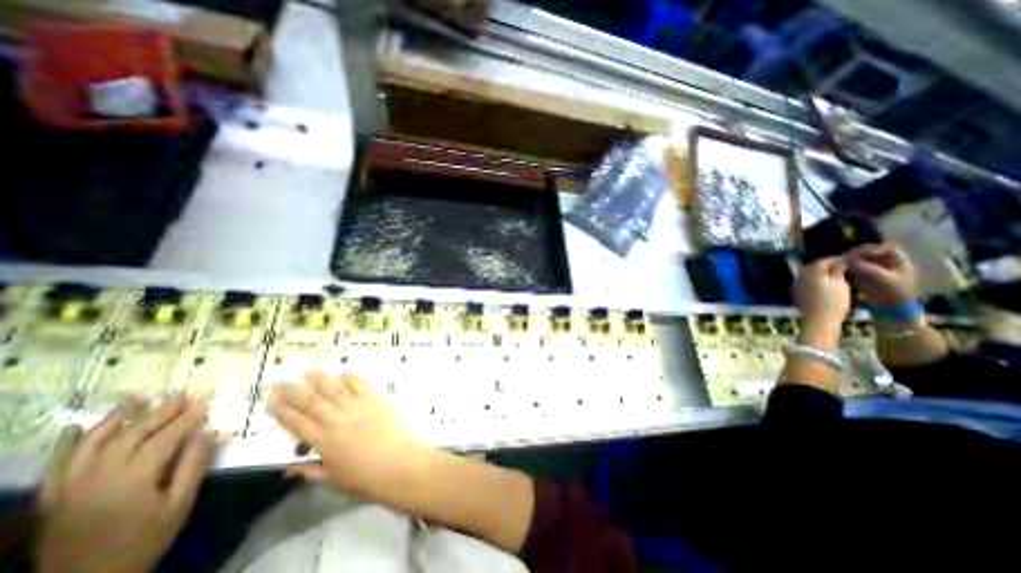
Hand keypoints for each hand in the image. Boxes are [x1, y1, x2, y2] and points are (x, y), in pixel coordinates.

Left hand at [37, 396, 217, 572]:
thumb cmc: (144, 540)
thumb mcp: (179, 504)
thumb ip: (193, 466)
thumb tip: (208, 432)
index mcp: (133, 479)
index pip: (165, 438)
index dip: (187, 418)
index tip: (205, 403)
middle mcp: (98, 477)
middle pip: (132, 435)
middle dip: (160, 412)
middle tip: (182, 396)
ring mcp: (70, 487)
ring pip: (92, 443)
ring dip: (117, 418)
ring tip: (138, 400)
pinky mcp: (53, 497)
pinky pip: (60, 463)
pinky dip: (73, 442)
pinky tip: (84, 428)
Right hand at [271, 372, 429, 501]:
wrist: (397, 462)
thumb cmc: (363, 476)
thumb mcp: (332, 479)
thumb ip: (310, 472)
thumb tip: (288, 470)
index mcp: (323, 441)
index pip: (297, 423)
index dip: (282, 411)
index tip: (271, 400)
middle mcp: (337, 420)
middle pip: (312, 402)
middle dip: (294, 390)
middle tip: (282, 380)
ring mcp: (358, 407)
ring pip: (335, 390)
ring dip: (321, 379)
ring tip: (309, 369)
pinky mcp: (375, 400)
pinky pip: (361, 386)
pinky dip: (352, 378)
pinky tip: (344, 372)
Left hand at [793, 256, 850, 347]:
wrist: (818, 319)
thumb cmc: (833, 302)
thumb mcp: (840, 284)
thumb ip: (837, 271)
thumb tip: (838, 262)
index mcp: (811, 272)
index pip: (824, 261)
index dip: (836, 260)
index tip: (849, 260)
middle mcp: (800, 276)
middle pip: (813, 266)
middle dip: (826, 265)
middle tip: (842, 266)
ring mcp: (796, 284)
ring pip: (808, 274)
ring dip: (819, 272)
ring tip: (835, 275)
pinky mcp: (796, 292)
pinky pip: (805, 281)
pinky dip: (814, 280)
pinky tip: (824, 284)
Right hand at [847, 243, 917, 309]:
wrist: (893, 311)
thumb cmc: (890, 293)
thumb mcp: (876, 277)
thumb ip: (861, 265)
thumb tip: (846, 258)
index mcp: (900, 262)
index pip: (885, 248)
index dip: (869, 248)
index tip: (853, 252)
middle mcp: (892, 265)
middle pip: (875, 254)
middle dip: (859, 254)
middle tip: (844, 258)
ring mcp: (882, 272)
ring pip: (867, 261)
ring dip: (855, 261)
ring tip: (842, 263)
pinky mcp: (873, 279)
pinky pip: (863, 268)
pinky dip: (854, 268)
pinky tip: (846, 270)